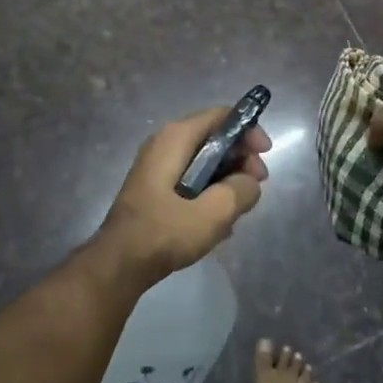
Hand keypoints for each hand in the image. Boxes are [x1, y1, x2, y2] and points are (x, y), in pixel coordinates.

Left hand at [98, 108, 269, 282]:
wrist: (117, 266)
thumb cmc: (163, 233)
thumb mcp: (213, 214)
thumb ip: (241, 191)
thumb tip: (250, 183)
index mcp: (176, 137)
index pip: (222, 116)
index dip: (248, 130)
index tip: (265, 155)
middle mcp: (165, 143)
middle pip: (214, 137)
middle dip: (240, 159)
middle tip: (255, 187)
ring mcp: (157, 166)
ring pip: (205, 161)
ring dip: (226, 180)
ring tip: (237, 211)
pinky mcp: (155, 188)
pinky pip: (192, 178)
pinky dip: (209, 192)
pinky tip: (216, 223)